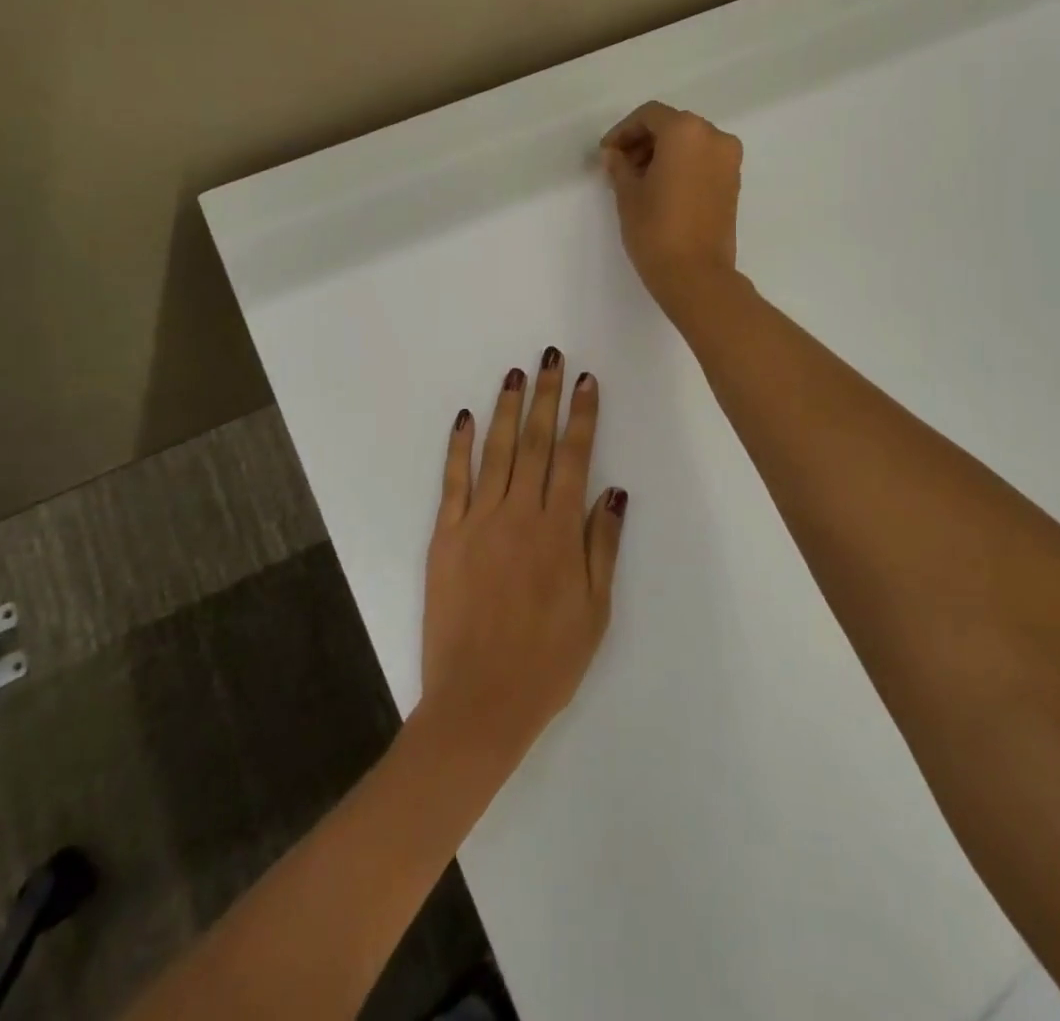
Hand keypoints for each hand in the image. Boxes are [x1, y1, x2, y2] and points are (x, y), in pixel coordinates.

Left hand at [420, 348, 626, 763]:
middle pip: (536, 442)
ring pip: (496, 452)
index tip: (587, 382)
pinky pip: (453, 482)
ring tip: (515, 375)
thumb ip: (602, 546)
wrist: (479, 702)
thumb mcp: (595, 610)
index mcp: (559, 531)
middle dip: (546, 396)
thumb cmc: (548, 661)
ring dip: (507, 409)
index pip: (575, 457)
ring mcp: (478, 522)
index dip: (582, 416)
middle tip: (550, 357)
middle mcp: (519, 514)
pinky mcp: (445, 537)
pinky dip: (458, 447)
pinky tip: (464, 419)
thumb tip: (614, 491)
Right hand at [600, 101, 743, 319]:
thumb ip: (619, 166)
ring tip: (638, 181)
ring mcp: (729, 160)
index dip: (623, 132)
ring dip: (663, 154)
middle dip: (644, 142)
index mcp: (687, 131)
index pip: (649, 116)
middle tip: (620, 167)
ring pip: (690, 144)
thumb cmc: (656, 229)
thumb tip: (613, 155)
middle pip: (672, 126)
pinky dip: (682, 166)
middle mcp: (714, 137)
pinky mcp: (733, 183)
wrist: (696, 274)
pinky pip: (703, 161)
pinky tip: (661, 189)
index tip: (607, 154)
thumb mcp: (628, 194)